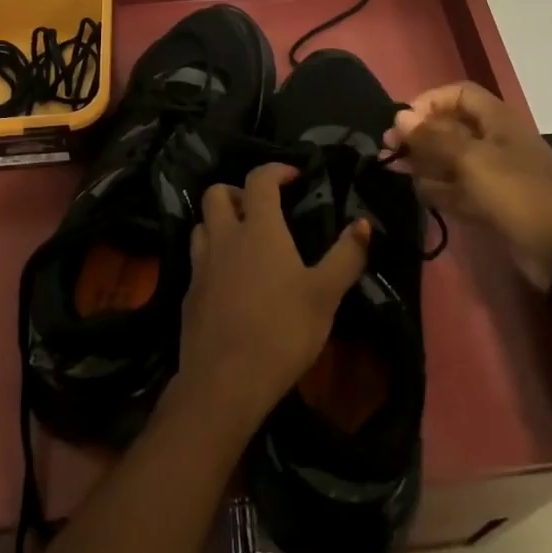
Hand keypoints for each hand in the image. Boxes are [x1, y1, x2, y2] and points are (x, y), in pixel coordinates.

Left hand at [174, 162, 369, 438]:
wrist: (225, 381)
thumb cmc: (282, 331)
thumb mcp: (326, 295)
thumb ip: (346, 255)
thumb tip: (363, 223)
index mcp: (258, 229)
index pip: (259, 180)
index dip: (276, 170)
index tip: (294, 176)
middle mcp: (224, 237)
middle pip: (216, 193)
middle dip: (237, 192)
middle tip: (260, 209)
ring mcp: (201, 265)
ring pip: (201, 225)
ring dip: (219, 222)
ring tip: (242, 241)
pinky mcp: (188, 293)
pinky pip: (197, 259)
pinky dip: (212, 256)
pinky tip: (229, 281)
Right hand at [386, 82, 551, 291]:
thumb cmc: (520, 194)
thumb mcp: (473, 161)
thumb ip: (434, 138)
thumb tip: (400, 117)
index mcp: (497, 121)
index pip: (458, 94)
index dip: (430, 101)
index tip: (403, 121)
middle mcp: (495, 143)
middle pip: (451, 128)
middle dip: (421, 135)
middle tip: (390, 150)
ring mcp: (494, 176)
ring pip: (452, 161)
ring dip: (425, 163)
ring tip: (396, 171)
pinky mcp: (493, 205)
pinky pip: (459, 190)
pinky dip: (440, 190)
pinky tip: (419, 193)